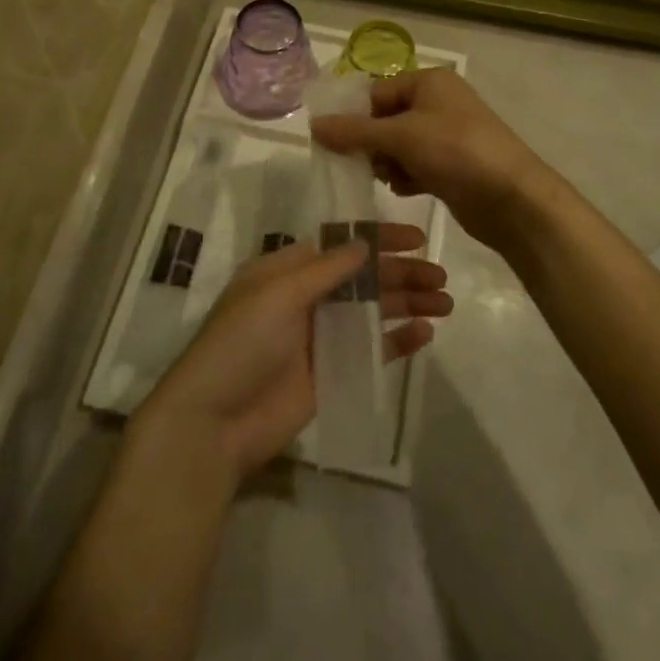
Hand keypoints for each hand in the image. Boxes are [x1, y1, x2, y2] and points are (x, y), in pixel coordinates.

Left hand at [135, 225, 451, 481]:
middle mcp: (306, 298)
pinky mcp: (331, 373)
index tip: (417, 238)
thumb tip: (363, 243)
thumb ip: (325, 269)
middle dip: (402, 274)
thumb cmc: (241, 343)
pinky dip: (397, 340)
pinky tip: (425, 333)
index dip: (379, 240)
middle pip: (364, 278)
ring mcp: (320, 337)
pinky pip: (371, 350)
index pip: (342, 246)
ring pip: (373, 311)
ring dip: (407, 303)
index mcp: (288, 271)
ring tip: (445, 302)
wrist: (214, 422)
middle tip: (441, 277)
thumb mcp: (278, 293)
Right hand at [310, 69, 564, 260]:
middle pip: (386, 119)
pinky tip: (408, 188)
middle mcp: (438, 102)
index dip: (356, 117)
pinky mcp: (452, 164)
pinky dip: (407, 175)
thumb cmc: (456, 152)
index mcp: (429, 82)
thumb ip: (354, 131)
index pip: (377, 92)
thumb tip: (313, 126)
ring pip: (399, 145)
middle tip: (364, 164)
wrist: (512, 198)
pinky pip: (416, 164)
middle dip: (373, 143)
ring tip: (391, 178)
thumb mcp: (400, 136)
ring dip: (388, 162)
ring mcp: (447, 135)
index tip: (336, 143)